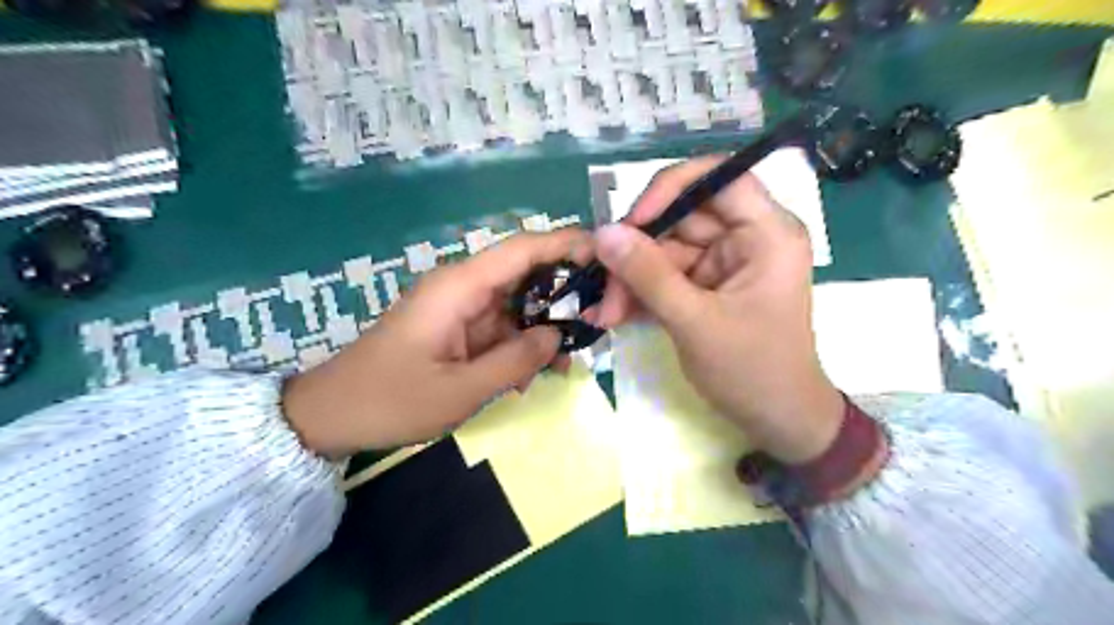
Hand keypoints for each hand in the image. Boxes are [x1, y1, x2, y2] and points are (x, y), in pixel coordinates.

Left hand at [280, 227, 591, 455]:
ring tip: (569, 360)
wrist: (331, 415)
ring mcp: (459, 308)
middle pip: (525, 274)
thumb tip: (558, 336)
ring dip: (544, 327)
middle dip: (564, 293)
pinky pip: (500, 327)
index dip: (566, 244)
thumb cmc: (391, 400)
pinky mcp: (457, 328)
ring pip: (517, 304)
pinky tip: (536, 372)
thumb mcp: (460, 390)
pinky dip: (521, 345)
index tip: (606, 255)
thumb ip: (516, 361)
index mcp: (459, 287)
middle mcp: (462, 287)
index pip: (522, 249)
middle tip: (600, 319)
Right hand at [596, 155, 840, 463]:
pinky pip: (666, 274)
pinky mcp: (707, 285)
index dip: (671, 188)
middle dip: (638, 252)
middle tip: (603, 285)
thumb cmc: (753, 371)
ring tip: (607, 313)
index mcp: (767, 233)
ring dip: (631, 280)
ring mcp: (724, 262)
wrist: (776, 421)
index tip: (633, 223)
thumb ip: (648, 275)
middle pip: (682, 218)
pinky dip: (640, 293)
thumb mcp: (696, 322)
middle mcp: (747, 238)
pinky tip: (616, 315)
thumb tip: (603, 232)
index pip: (720, 178)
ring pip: (666, 249)